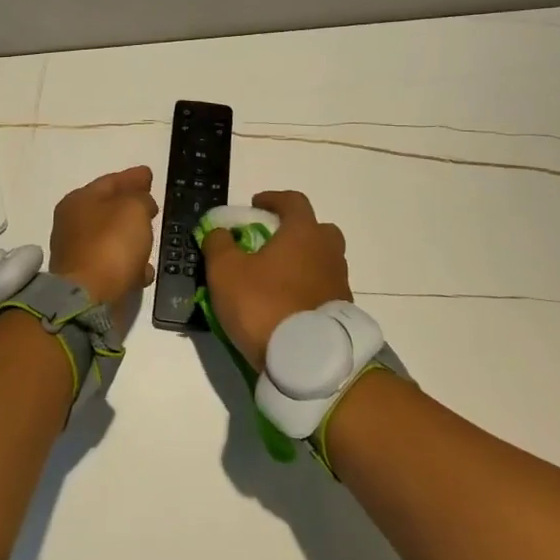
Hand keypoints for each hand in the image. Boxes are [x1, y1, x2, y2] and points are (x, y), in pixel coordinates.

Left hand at [49, 166, 158, 315]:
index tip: (148, 174)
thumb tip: (142, 203)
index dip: (132, 177)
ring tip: (150, 236)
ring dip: (130, 237)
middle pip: (107, 208)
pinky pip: (113, 264)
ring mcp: (77, 253)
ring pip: (111, 238)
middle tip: (151, 204)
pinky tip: (144, 270)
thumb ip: (140, 198)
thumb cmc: (110, 244)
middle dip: (130, 206)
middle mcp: (73, 224)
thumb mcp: (133, 209)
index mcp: (79, 200)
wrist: (88, 299)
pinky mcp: (86, 280)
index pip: (110, 181)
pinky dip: (128, 264)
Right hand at [201, 190, 349, 373]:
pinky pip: (323, 289)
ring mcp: (339, 283)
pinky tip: (287, 304)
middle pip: (317, 230)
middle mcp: (328, 251)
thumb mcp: (225, 271)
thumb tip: (219, 232)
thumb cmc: (263, 303)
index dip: (273, 198)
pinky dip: (307, 290)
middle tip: (272, 243)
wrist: (307, 360)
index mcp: (304, 232)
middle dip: (295, 231)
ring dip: (302, 263)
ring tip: (275, 279)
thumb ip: (218, 244)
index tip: (256, 204)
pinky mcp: (341, 313)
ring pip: (322, 261)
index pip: (293, 200)